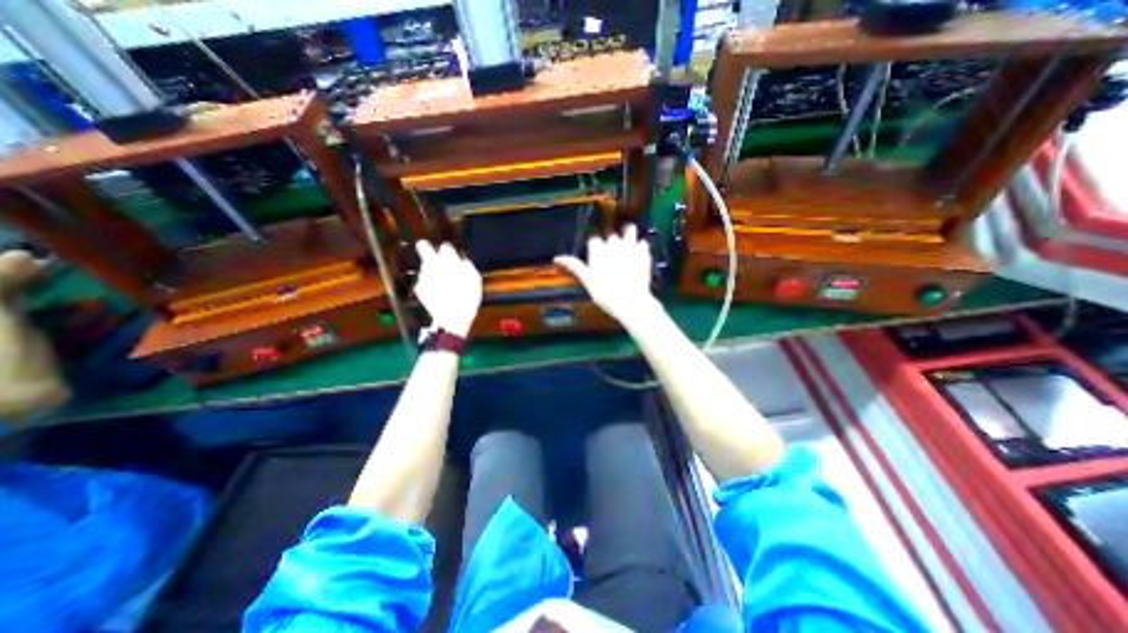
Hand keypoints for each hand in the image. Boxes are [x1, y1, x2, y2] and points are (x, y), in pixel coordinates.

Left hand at [415, 243, 481, 338]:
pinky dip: (430, 285)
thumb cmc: (467, 297)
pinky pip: (424, 282)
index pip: (445, 246)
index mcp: (449, 261)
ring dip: (433, 272)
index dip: (448, 251)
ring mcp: (424, 276)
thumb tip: (462, 259)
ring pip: (426, 267)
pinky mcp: (419, 287)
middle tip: (430, 252)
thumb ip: (467, 265)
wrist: (453, 316)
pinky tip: (439, 293)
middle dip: (425, 247)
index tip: (450, 255)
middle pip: (423, 247)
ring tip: (444, 284)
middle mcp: (434, 265)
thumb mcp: (475, 279)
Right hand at [553, 225, 662, 329]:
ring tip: (625, 241)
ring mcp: (630, 246)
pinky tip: (637, 253)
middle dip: (609, 239)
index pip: (593, 238)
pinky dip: (639, 245)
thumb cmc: (605, 294)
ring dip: (626, 232)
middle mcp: (614, 243)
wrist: (631, 302)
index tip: (594, 253)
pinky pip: (643, 241)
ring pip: (629, 229)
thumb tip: (556, 258)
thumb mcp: (587, 281)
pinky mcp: (644, 252)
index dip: (594, 245)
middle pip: (610, 233)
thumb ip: (574, 266)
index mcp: (598, 249)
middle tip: (609, 252)